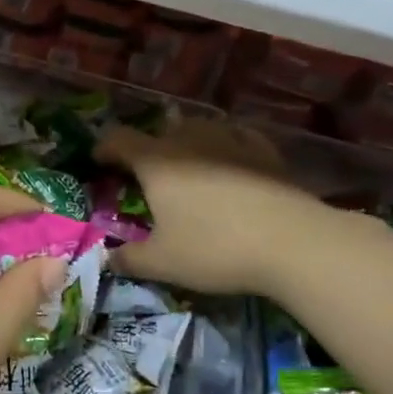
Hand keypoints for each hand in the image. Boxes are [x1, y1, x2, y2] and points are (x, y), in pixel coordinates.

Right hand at [96, 119, 330, 295]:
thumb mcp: (163, 263)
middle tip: (145, 177)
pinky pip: (235, 138)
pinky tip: (230, 162)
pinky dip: (224, 147)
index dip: (104, 148)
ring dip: (185, 144)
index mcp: (156, 162)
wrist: (293, 243)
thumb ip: (129, 259)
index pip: (118, 140)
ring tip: (187, 167)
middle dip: (147, 149)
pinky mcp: (264, 151)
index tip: (98, 163)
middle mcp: (189, 141)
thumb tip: (109, 258)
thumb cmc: (215, 249)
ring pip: (198, 130)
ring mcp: (230, 140)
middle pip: (159, 132)